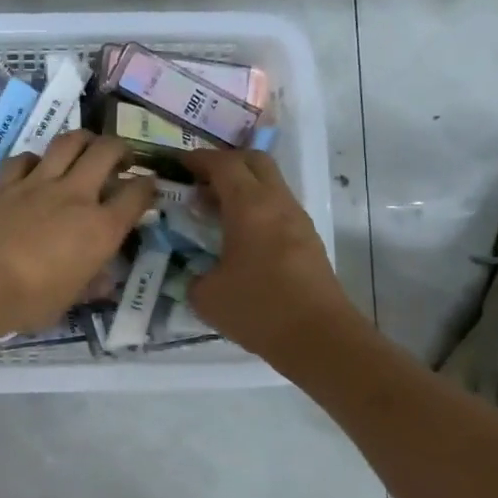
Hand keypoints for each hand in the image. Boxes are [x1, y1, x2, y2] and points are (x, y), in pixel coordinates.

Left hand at [0, 132, 156, 338]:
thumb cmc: (24, 302)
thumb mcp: (66, 303)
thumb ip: (88, 285)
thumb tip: (104, 278)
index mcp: (100, 228)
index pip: (137, 195)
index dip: (148, 187)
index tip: (148, 188)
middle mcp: (74, 196)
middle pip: (107, 151)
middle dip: (121, 149)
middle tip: (122, 160)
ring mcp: (37, 183)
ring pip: (69, 141)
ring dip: (84, 140)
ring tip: (86, 150)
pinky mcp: (4, 182)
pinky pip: (25, 158)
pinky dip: (35, 159)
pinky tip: (35, 169)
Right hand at [185, 149, 355, 361]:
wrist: (320, 338)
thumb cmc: (259, 309)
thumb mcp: (206, 296)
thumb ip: (192, 276)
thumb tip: (194, 274)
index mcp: (250, 206)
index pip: (223, 164)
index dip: (198, 159)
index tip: (177, 164)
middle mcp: (277, 203)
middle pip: (254, 161)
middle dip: (225, 163)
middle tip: (199, 180)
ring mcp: (298, 220)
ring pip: (270, 184)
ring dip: (243, 187)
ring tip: (215, 210)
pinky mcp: (308, 241)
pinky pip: (278, 208)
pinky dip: (256, 208)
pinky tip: (239, 236)